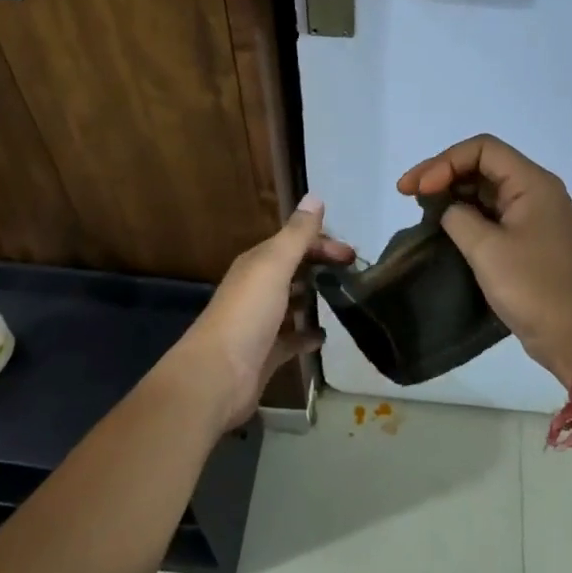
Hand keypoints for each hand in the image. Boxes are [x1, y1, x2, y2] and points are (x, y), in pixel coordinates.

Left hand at [163, 195, 353, 431]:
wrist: (217, 375)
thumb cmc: (247, 314)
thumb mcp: (273, 266)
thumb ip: (296, 235)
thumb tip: (315, 197)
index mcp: (257, 264)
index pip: (294, 243)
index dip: (322, 243)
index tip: (352, 255)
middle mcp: (257, 289)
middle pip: (293, 269)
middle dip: (321, 266)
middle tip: (354, 274)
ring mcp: (261, 323)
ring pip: (291, 302)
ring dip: (313, 297)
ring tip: (345, 299)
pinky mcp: (267, 353)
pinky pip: (292, 339)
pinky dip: (308, 335)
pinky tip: (325, 335)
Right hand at [397, 136, 571, 385]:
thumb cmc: (532, 288)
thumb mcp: (486, 249)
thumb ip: (458, 217)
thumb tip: (449, 210)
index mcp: (533, 183)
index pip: (482, 149)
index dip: (445, 162)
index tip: (418, 189)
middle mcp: (536, 190)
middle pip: (483, 164)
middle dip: (443, 173)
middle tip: (407, 192)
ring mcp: (533, 215)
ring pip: (485, 188)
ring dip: (452, 192)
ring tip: (420, 207)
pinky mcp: (528, 238)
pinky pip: (492, 212)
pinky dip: (465, 213)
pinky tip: (442, 224)